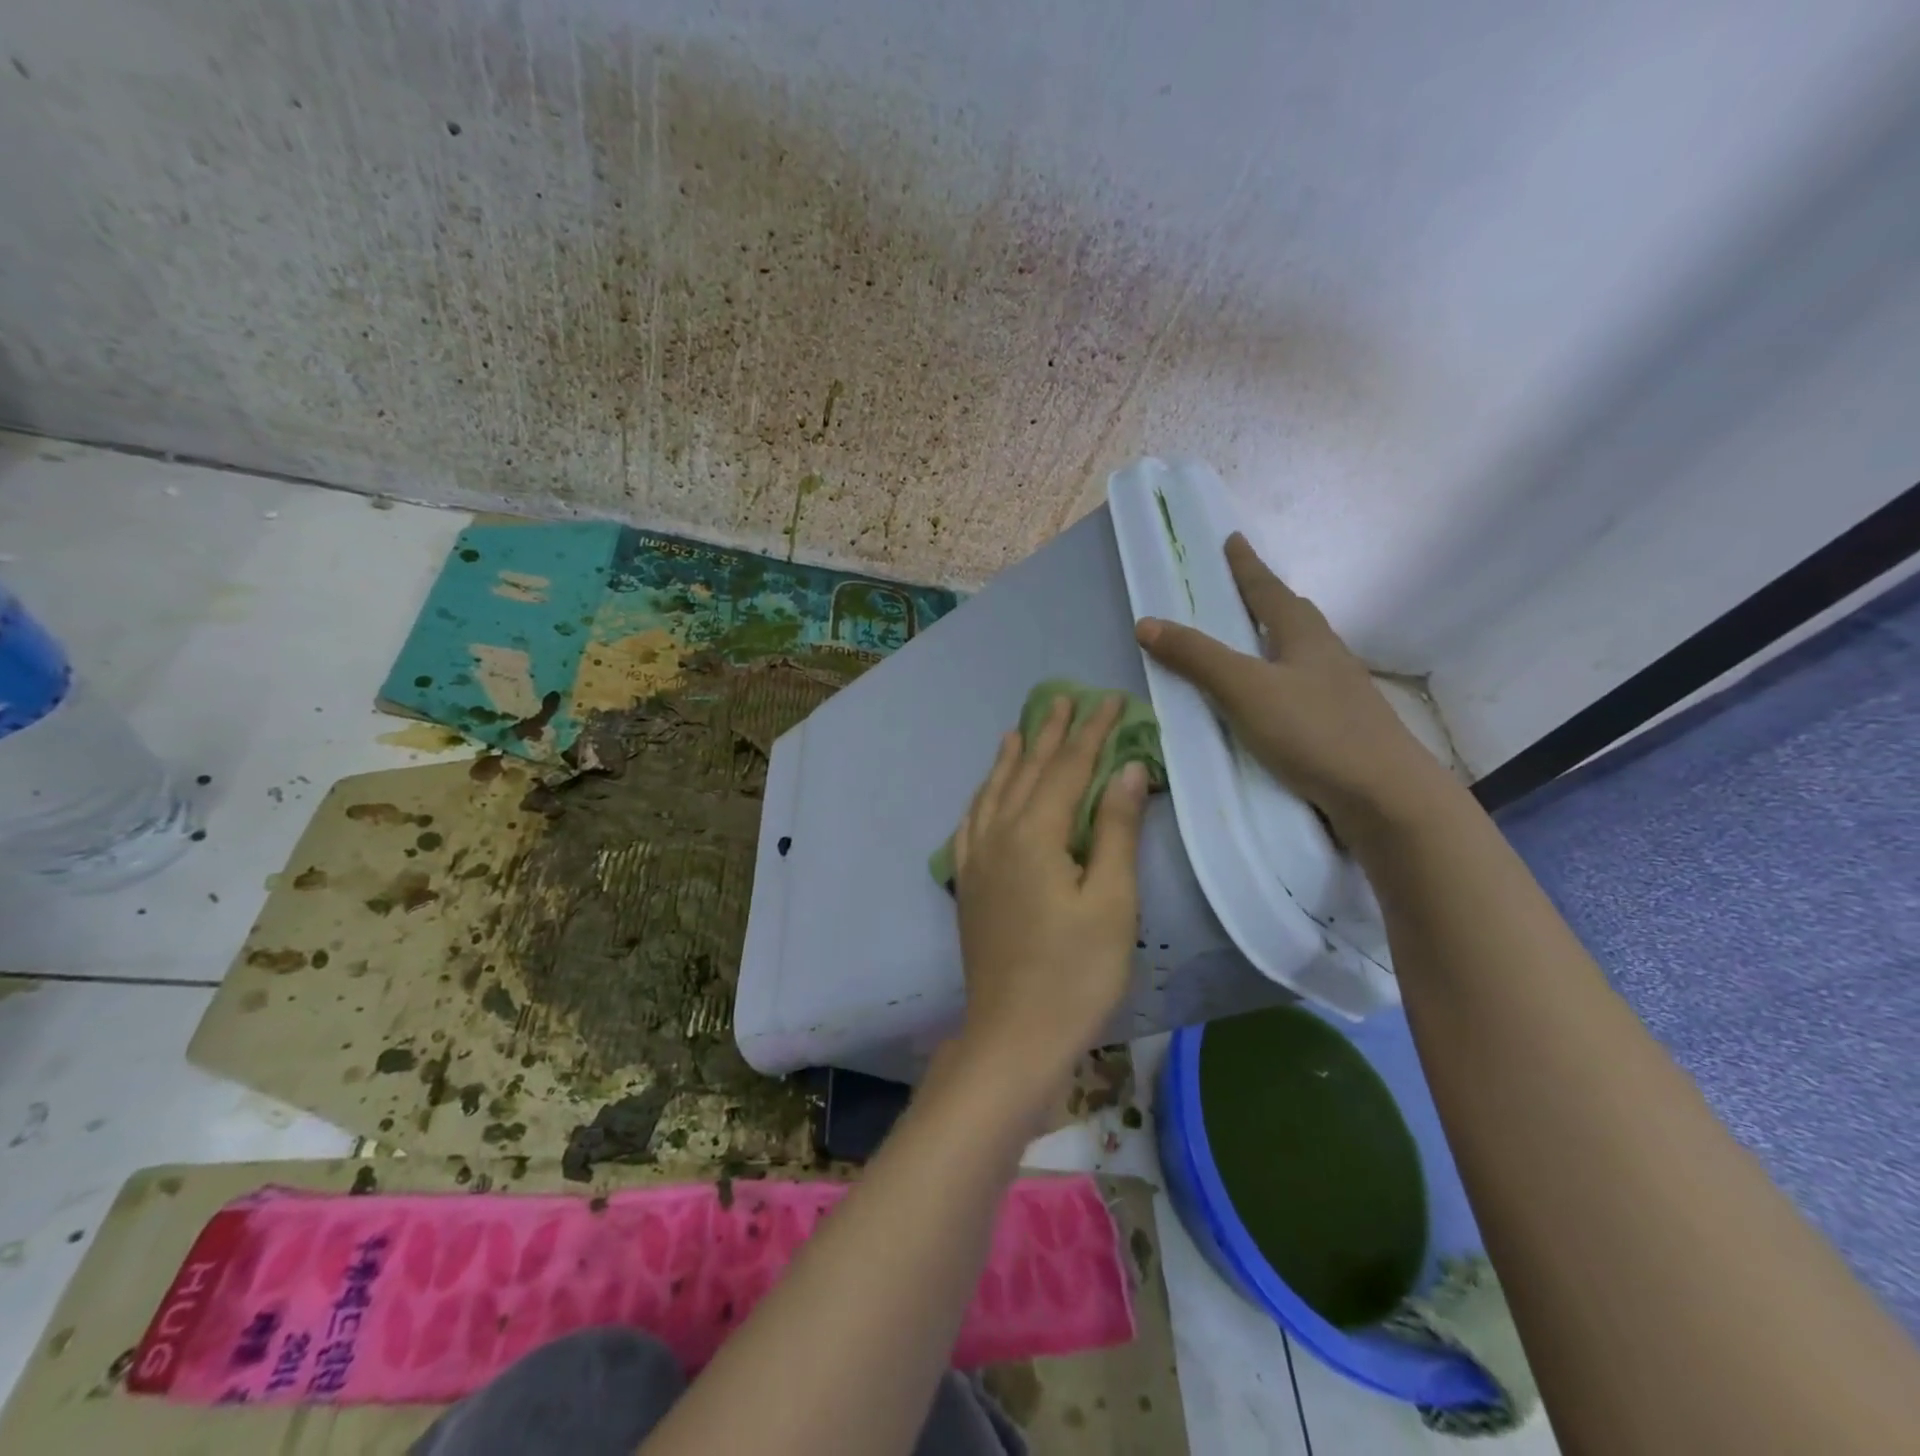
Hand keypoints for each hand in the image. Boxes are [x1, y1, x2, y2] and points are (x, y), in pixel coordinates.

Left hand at [948, 696, 1148, 1101]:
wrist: (1013, 1035)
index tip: (1109, 700)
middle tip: (1066, 699)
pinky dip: (983, 796)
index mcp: (1035, 834)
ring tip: (1021, 729)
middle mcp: (998, 835)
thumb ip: (1117, 830)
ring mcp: (977, 860)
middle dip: (1050, 733)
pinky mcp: (968, 884)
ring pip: (994, 792)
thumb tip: (1127, 768)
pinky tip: (986, 792)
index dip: (1091, 732)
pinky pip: (972, 822)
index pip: (1068, 768)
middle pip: (1027, 771)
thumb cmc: (1076, 973)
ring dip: (1012, 758)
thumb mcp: (1112, 901)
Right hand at [1136, 533, 1450, 840]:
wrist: (1385, 797)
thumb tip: (1147, 622)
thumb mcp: (1246, 689)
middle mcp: (1326, 656)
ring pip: (1302, 654)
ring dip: (1275, 643)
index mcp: (1305, 637)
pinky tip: (1270, 703)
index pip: (1269, 590)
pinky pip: (1302, 689)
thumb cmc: (1314, 731)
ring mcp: (1339, 693)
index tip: (1232, 539)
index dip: (1247, 566)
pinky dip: (1279, 682)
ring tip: (1251, 646)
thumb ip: (1197, 657)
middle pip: (1294, 616)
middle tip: (1242, 592)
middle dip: (1267, 600)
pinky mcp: (1340, 727)